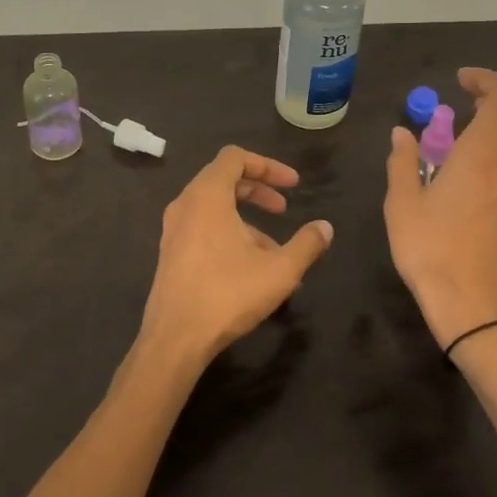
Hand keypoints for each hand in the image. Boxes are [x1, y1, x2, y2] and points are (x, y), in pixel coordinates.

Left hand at [137, 146, 332, 368]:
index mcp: (207, 195)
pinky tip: (250, 268)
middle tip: (284, 208)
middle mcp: (185, 204)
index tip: (293, 185)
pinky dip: (228, 232)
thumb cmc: (227, 294)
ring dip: (246, 218)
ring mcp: (173, 229)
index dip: (267, 165)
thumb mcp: (279, 270)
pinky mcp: (170, 252)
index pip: (235, 157)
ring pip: (214, 206)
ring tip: (274, 249)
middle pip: (224, 178)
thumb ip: (307, 244)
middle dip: (258, 189)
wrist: (174, 339)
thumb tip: (325, 227)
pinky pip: (203, 226)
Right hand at [384, 69, 496, 352]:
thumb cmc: (430, 250)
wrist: (472, 307)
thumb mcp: (402, 203)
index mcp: (484, 154)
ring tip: (468, 143)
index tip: (461, 82)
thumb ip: (403, 162)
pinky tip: (475, 181)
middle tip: (479, 101)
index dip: (487, 79)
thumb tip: (401, 134)